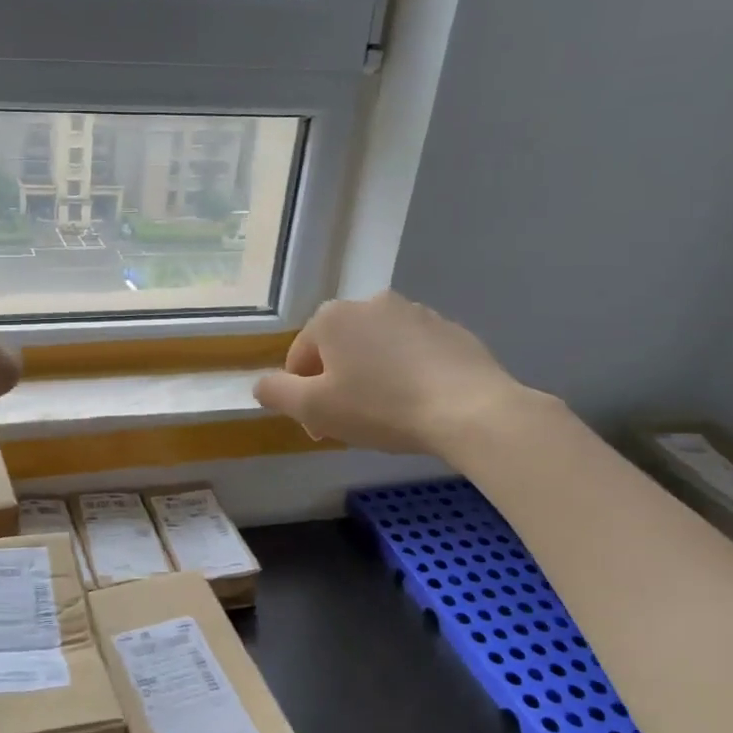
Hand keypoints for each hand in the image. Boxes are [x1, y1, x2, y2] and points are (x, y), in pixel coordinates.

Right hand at [254, 292, 533, 454]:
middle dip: (338, 384)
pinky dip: (408, 374)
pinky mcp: (451, 330)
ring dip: (372, 377)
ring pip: (376, 350)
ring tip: (389, 415)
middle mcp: (370, 303)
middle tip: (352, 423)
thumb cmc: (381, 407)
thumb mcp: (314, 408)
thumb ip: (276, 393)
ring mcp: (415, 313)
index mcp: (332, 317)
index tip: (321, 429)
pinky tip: (421, 404)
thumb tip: (261, 385)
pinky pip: (414, 354)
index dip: (302, 397)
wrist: (471, 410)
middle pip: (338, 350)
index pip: (300, 358)